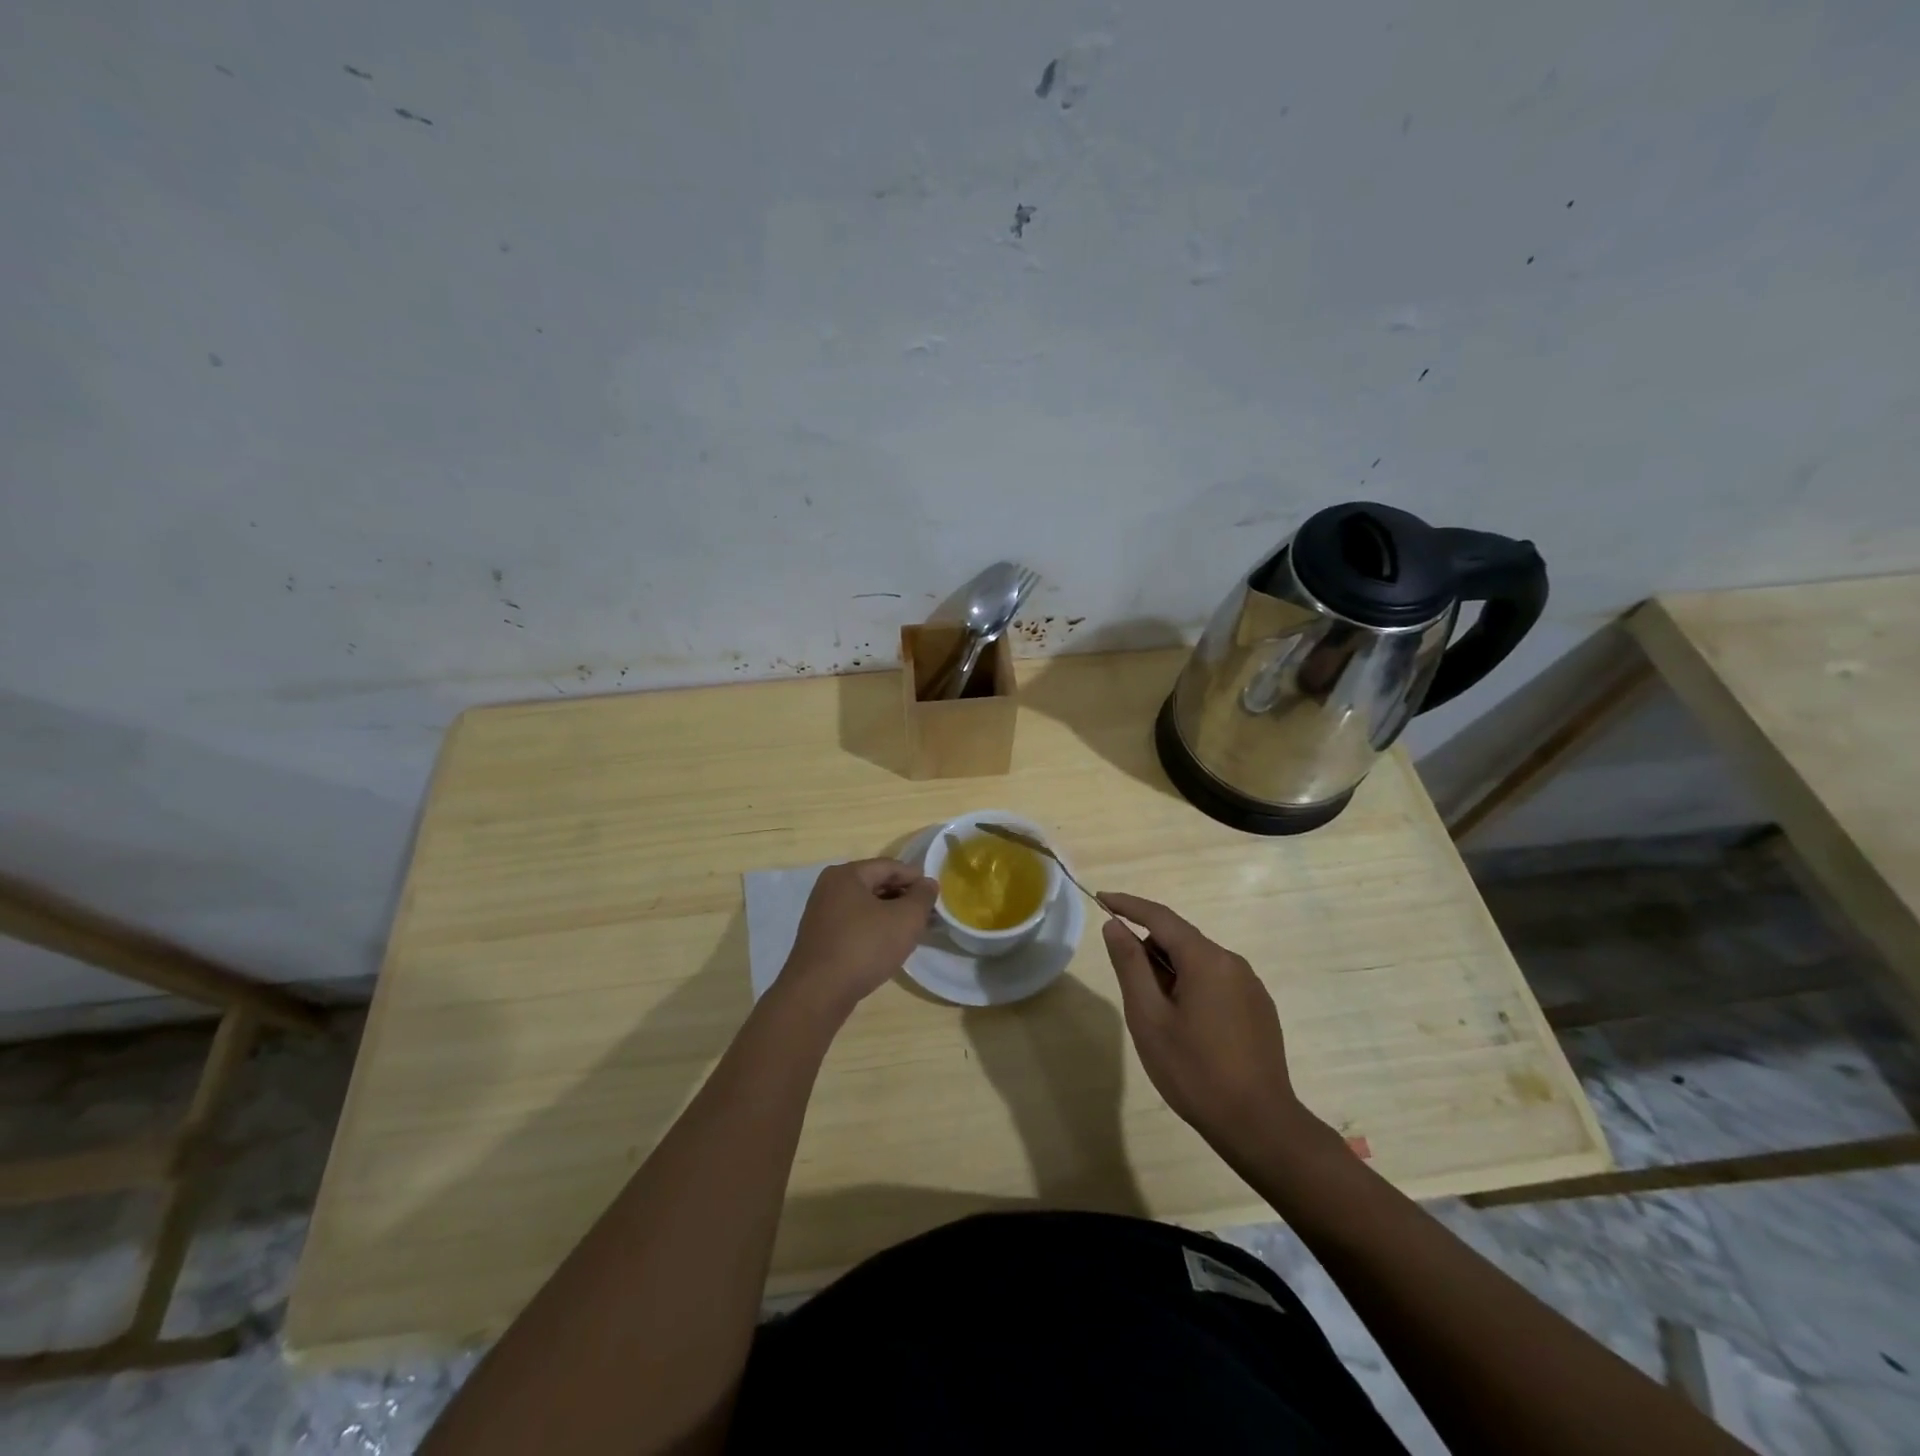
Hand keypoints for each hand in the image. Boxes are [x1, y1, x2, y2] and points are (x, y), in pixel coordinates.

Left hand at [779, 859, 937, 1019]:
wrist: (818, 993)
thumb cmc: (864, 947)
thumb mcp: (905, 919)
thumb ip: (922, 897)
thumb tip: (928, 884)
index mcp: (846, 874)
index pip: (889, 866)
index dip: (916, 878)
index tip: (935, 895)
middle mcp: (829, 888)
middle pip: (876, 884)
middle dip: (903, 897)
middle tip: (926, 915)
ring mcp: (821, 914)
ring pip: (865, 906)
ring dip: (889, 915)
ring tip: (911, 932)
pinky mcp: (820, 938)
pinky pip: (854, 924)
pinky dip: (873, 929)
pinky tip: (887, 946)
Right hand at [1098, 891, 1305, 1157]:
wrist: (1260, 1126)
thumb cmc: (1194, 1071)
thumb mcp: (1149, 1017)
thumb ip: (1130, 965)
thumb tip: (1114, 926)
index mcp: (1206, 960)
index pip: (1160, 916)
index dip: (1128, 905)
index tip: (1100, 899)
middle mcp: (1233, 963)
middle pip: (1181, 940)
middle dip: (1150, 951)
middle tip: (1131, 991)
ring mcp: (1251, 986)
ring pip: (1199, 963)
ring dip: (1171, 974)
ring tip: (1159, 1018)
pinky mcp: (1259, 1009)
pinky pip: (1217, 982)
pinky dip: (1193, 988)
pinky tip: (1188, 1029)